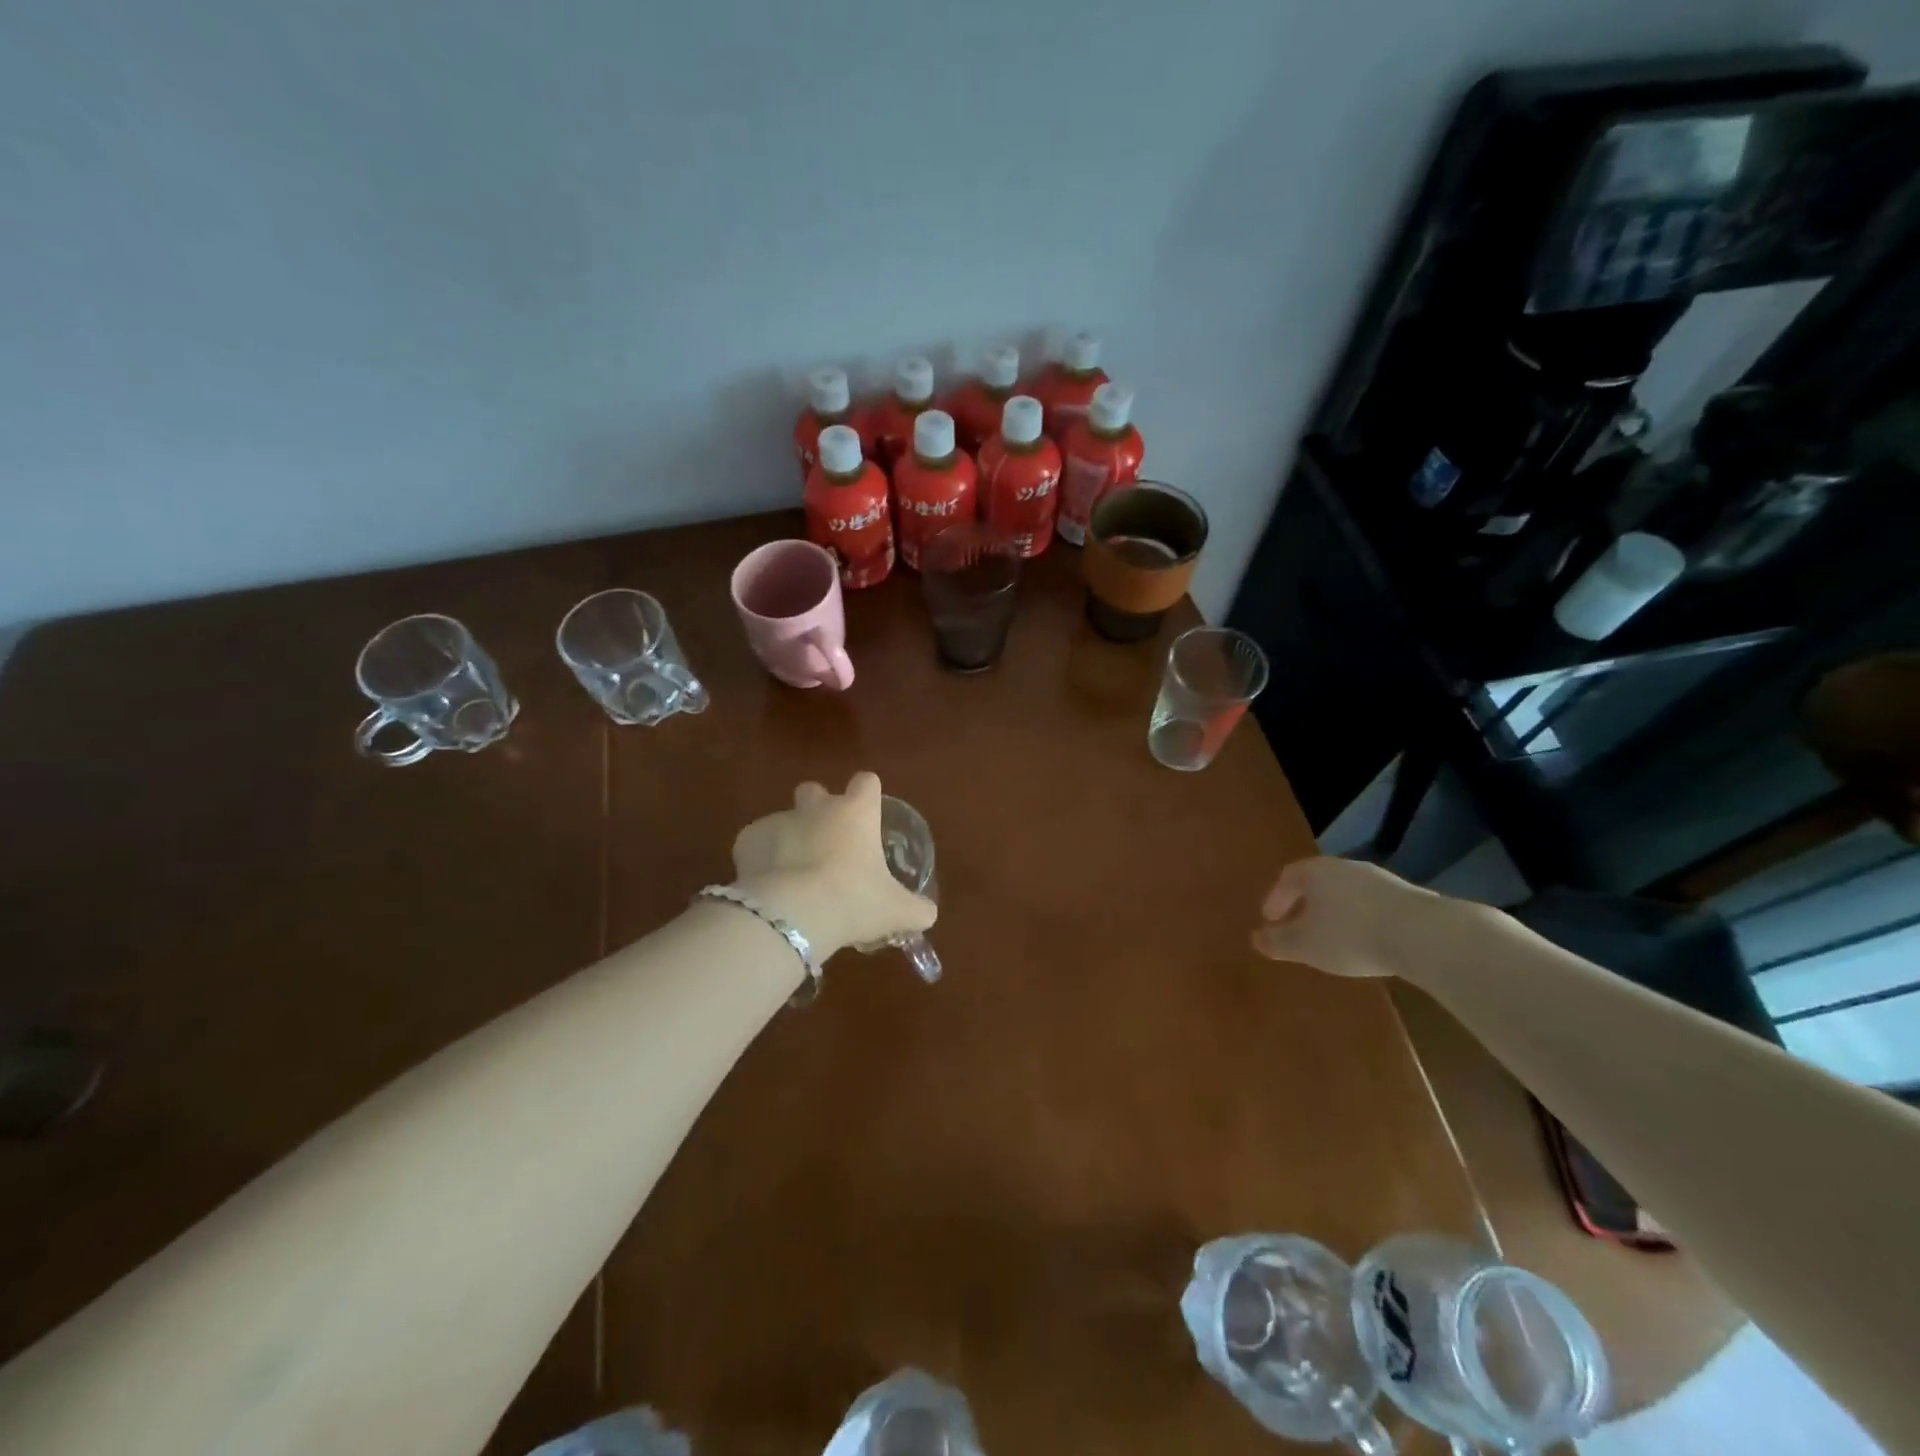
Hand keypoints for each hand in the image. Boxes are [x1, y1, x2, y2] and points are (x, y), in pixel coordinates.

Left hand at [731, 772, 937, 957]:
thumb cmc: (854, 901)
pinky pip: (755, 843)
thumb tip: (927, 913)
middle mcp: (817, 808)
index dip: (868, 796)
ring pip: (784, 820)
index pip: (867, 782)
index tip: (868, 817)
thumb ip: (917, 909)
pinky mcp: (748, 840)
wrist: (793, 913)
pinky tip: (768, 887)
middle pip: (815, 791)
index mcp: (857, 812)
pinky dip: (760, 860)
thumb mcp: (896, 910)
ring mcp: (779, 820)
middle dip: (818, 809)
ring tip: (794, 878)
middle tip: (826, 846)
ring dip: (789, 840)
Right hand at [1250, 856, 1445, 979]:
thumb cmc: (1350, 936)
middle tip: (1298, 926)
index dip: (1275, 898)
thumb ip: (1277, 942)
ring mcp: (1378, 879)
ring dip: (1334, 912)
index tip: (1270, 920)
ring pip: (1345, 892)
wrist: (1423, 935)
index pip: (1287, 877)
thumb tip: (1256, 938)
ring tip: (1332, 937)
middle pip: (1317, 882)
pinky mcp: (1407, 896)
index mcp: (1315, 872)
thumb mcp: (1304, 946)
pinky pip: (1371, 904)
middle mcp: (1344, 867)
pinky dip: (1360, 918)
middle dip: (1304, 904)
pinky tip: (1366, 941)